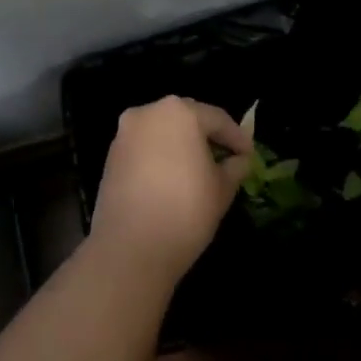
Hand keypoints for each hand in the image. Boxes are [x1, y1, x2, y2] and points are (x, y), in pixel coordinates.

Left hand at [89, 97, 252, 276]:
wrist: (131, 248)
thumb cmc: (186, 210)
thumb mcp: (222, 189)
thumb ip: (235, 167)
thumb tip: (239, 160)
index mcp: (180, 112)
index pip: (217, 119)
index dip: (237, 138)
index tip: (249, 155)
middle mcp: (148, 113)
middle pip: (186, 118)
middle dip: (207, 135)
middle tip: (226, 156)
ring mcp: (125, 134)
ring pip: (162, 131)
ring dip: (182, 144)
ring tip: (200, 168)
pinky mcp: (111, 156)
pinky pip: (144, 147)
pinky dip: (161, 155)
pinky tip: (173, 178)